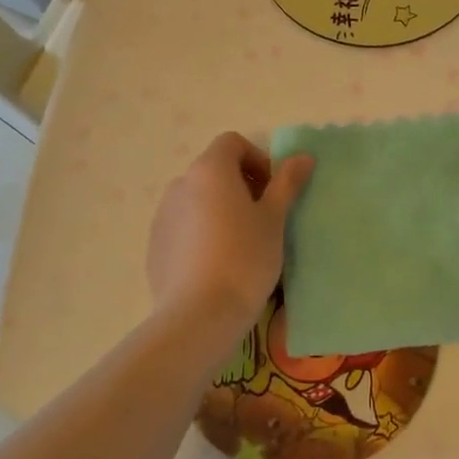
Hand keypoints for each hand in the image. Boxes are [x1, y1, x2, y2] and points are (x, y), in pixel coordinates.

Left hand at [147, 133, 312, 328]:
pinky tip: (217, 265)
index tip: (273, 191)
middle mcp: (180, 185)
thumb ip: (287, 183)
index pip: (232, 143)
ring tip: (241, 245)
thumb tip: (304, 156)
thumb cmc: (245, 258)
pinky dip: (202, 233)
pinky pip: (183, 227)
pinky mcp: (154, 246)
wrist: (199, 315)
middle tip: (264, 219)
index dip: (257, 159)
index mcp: (209, 170)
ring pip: (198, 200)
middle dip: (241, 186)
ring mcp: (162, 216)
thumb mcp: (274, 219)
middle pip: (214, 170)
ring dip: (220, 210)